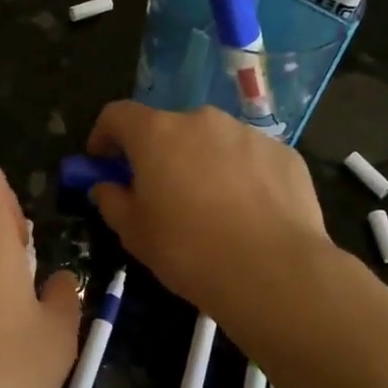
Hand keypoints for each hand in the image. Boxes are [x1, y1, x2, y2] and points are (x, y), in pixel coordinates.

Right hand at [84, 102, 327, 314]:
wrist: (274, 272)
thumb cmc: (189, 251)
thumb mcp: (135, 234)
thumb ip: (112, 201)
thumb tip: (106, 187)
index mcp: (157, 134)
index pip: (118, 115)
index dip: (105, 135)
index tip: (103, 162)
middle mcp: (202, 121)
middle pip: (169, 128)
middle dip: (159, 154)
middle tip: (160, 192)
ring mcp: (248, 134)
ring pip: (213, 142)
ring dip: (202, 162)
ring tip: (210, 207)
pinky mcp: (284, 154)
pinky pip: (250, 158)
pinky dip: (241, 176)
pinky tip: (248, 213)